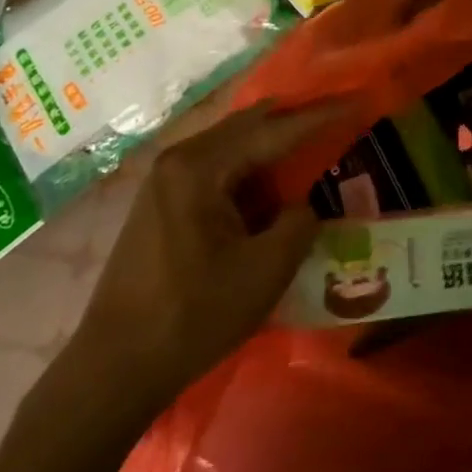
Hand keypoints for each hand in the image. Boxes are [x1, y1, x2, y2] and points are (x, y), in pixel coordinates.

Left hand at [70, 102, 342, 420]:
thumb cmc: (192, 316)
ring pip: (234, 145)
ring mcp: (166, 179)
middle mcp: (180, 158)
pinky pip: (218, 168)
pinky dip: (251, 171)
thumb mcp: (265, 271)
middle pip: (251, 125)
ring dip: (273, 148)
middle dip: (296, 121)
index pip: (275, 130)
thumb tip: (302, 206)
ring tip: (313, 148)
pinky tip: (271, 188)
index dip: (321, 116)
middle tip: (339, 117)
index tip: (359, 101)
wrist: (112, 371)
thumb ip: (299, 223)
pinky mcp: (162, 202)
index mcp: (202, 166)